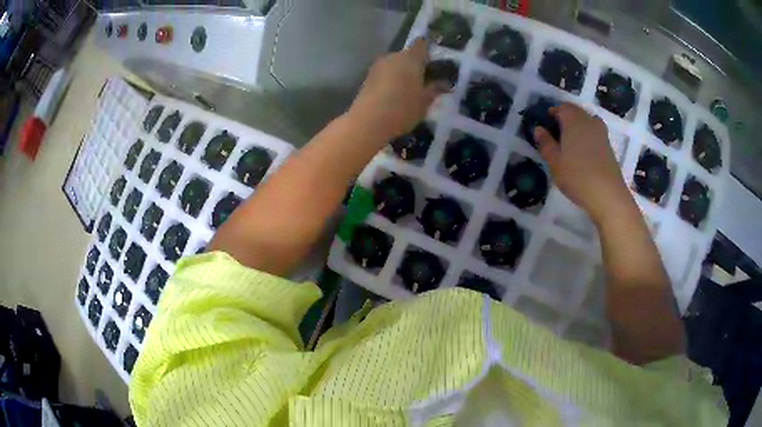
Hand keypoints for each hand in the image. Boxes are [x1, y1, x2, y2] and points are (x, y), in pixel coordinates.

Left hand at [348, 38, 448, 141]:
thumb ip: (435, 89)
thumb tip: (444, 83)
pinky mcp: (367, 78)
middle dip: (415, 65)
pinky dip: (390, 80)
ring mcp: (377, 66)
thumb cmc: (402, 109)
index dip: (428, 49)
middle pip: (407, 55)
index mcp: (410, 58)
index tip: (434, 60)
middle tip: (424, 80)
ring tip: (409, 90)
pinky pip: (384, 74)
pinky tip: (394, 95)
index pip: (421, 44)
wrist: (368, 123)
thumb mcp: (424, 102)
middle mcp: (392, 57)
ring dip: (401, 73)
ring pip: (394, 65)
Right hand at [534, 103, 629, 222]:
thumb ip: (545, 143)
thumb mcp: (554, 161)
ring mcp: (601, 133)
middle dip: (565, 119)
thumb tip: (538, 129)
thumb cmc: (577, 176)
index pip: (562, 107)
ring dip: (577, 128)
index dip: (552, 112)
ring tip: (569, 144)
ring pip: (587, 122)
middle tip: (555, 135)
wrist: (608, 195)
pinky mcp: (608, 146)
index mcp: (573, 120)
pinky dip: (587, 138)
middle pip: (575, 112)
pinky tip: (582, 154)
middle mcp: (589, 121)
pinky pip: (594, 134)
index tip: (545, 125)